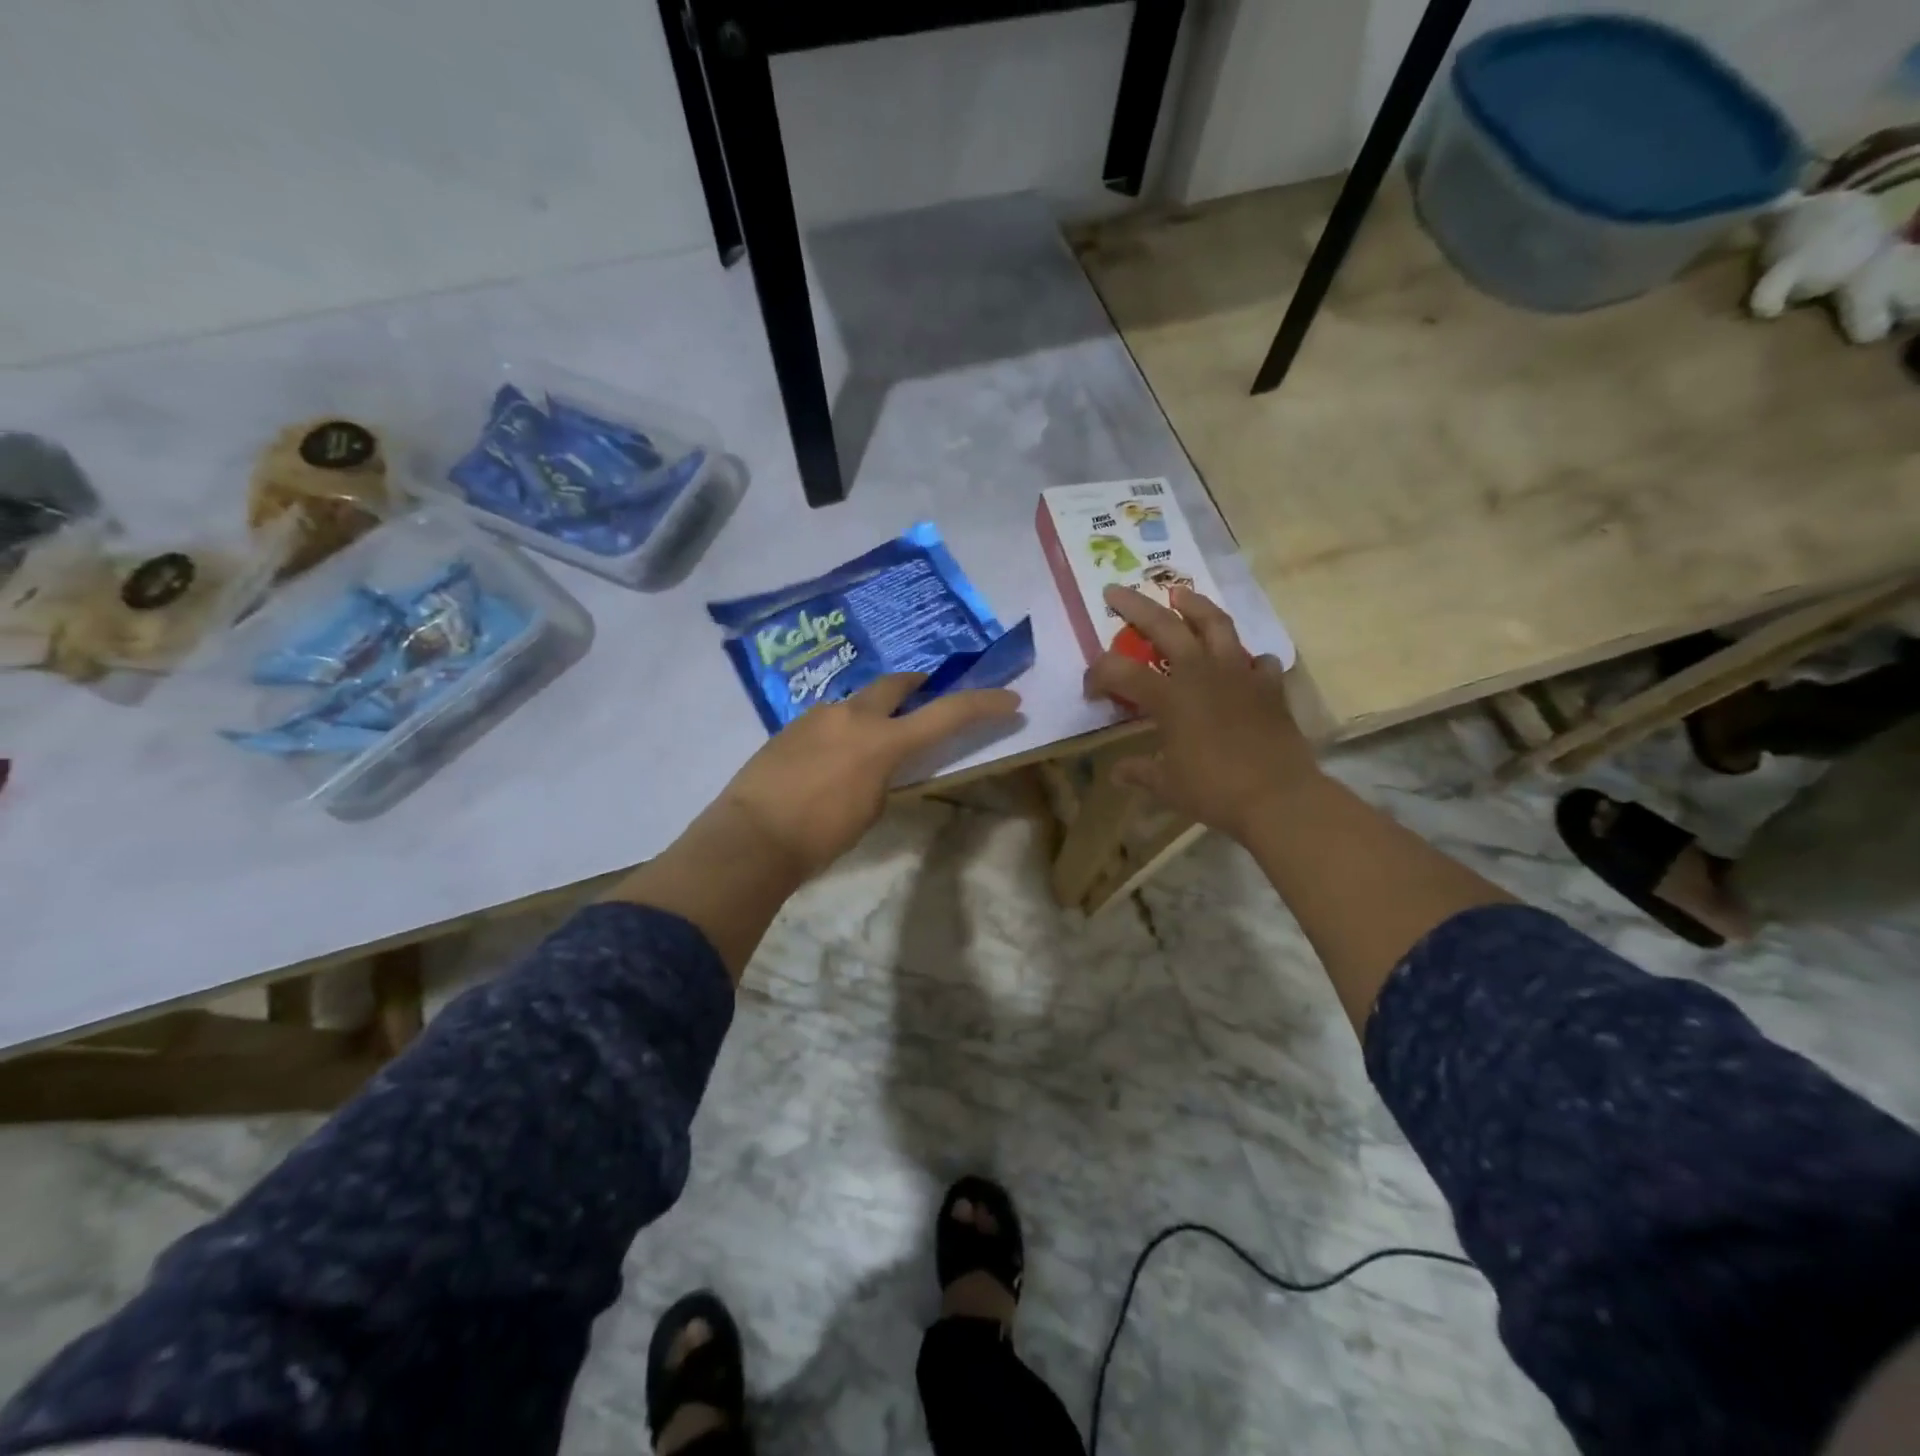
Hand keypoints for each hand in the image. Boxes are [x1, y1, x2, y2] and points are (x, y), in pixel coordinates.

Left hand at [711, 674, 1020, 881]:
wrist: (750, 836)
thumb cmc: (820, 836)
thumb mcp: (870, 810)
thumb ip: (884, 776)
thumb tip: (878, 763)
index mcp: (882, 741)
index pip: (945, 715)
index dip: (982, 704)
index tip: (1009, 699)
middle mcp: (852, 716)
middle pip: (895, 684)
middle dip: (916, 684)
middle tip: (926, 690)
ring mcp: (817, 716)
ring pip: (855, 702)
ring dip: (871, 712)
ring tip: (868, 740)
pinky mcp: (789, 726)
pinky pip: (827, 719)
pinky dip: (840, 729)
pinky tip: (830, 757)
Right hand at [1083, 585, 1317, 842]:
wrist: (1277, 796)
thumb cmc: (1214, 790)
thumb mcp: (1167, 785)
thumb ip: (1140, 771)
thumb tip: (1118, 772)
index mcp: (1169, 697)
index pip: (1120, 672)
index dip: (1098, 675)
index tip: (1091, 690)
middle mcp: (1201, 673)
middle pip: (1164, 626)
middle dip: (1135, 606)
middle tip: (1116, 590)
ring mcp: (1239, 674)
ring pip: (1215, 625)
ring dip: (1194, 605)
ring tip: (1180, 595)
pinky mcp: (1269, 686)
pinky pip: (1259, 660)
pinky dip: (1248, 658)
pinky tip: (1243, 663)